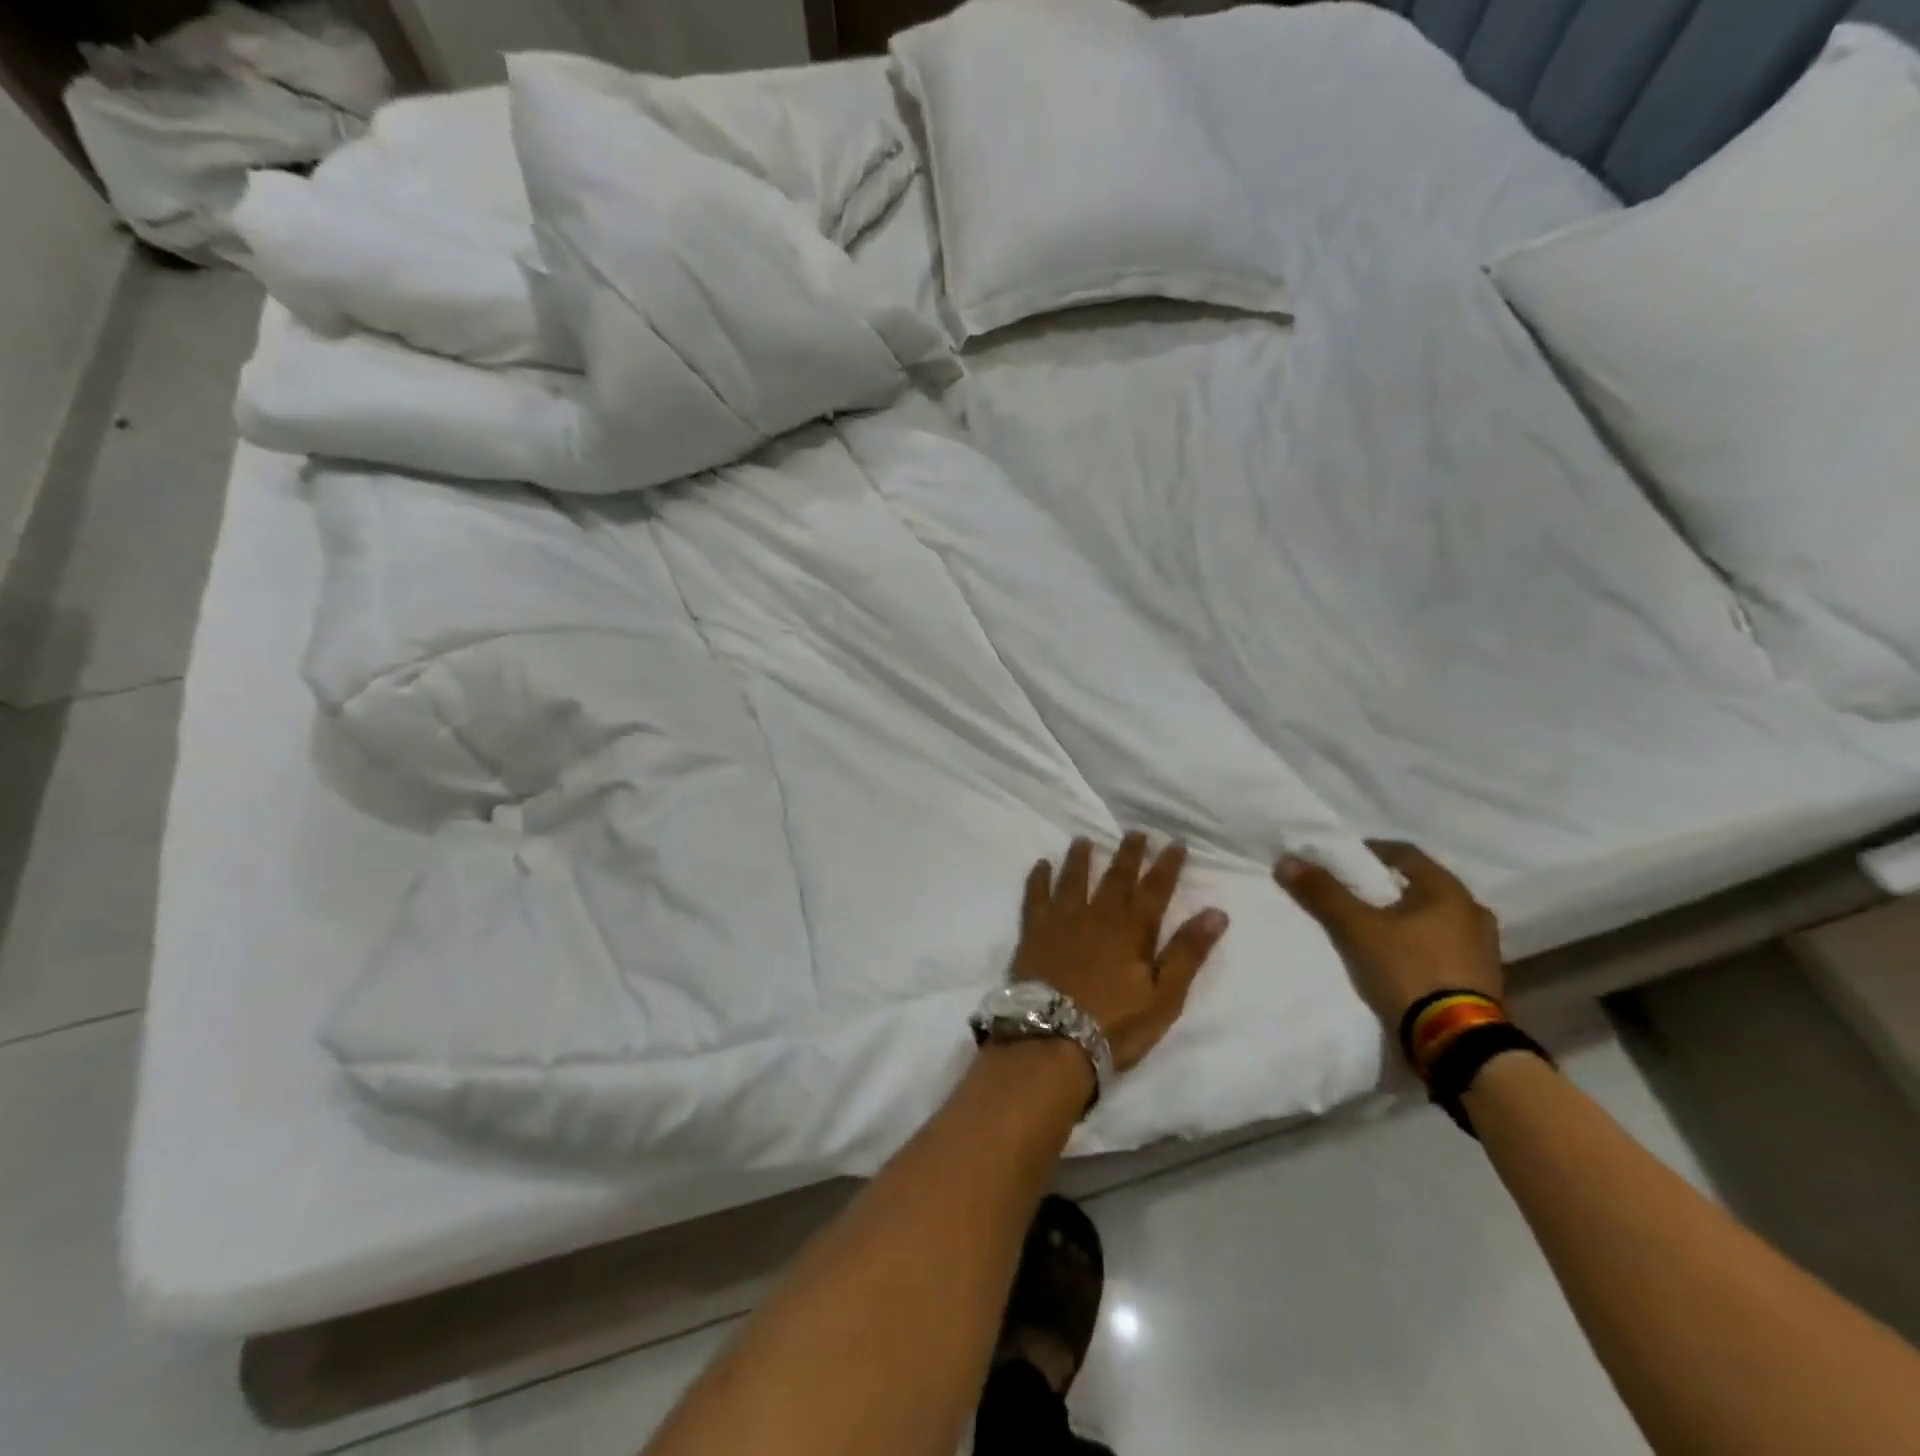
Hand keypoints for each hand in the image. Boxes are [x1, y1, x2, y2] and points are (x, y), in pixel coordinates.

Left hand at [1012, 833, 1229, 1072]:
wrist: (1054, 1037)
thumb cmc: (1116, 1023)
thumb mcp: (1165, 995)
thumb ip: (1188, 952)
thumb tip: (1216, 912)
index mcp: (1133, 929)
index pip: (1156, 888)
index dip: (1167, 865)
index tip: (1176, 843)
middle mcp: (1098, 914)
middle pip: (1116, 876)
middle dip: (1129, 853)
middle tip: (1136, 832)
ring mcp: (1062, 920)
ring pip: (1074, 878)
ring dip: (1081, 858)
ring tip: (1084, 840)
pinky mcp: (1034, 931)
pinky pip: (1035, 896)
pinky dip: (1039, 878)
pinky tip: (1041, 864)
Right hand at [1275, 840, 1503, 1028]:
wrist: (1457, 1042)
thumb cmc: (1408, 970)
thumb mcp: (1357, 929)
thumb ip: (1323, 893)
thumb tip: (1286, 861)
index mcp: (1448, 890)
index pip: (1403, 853)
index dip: (1369, 852)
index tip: (1341, 862)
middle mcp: (1473, 910)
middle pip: (1420, 885)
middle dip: (1386, 887)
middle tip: (1354, 895)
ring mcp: (1484, 946)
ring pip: (1434, 917)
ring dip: (1406, 917)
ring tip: (1373, 928)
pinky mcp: (1483, 977)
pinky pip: (1444, 945)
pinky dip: (1420, 942)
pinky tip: (1399, 956)